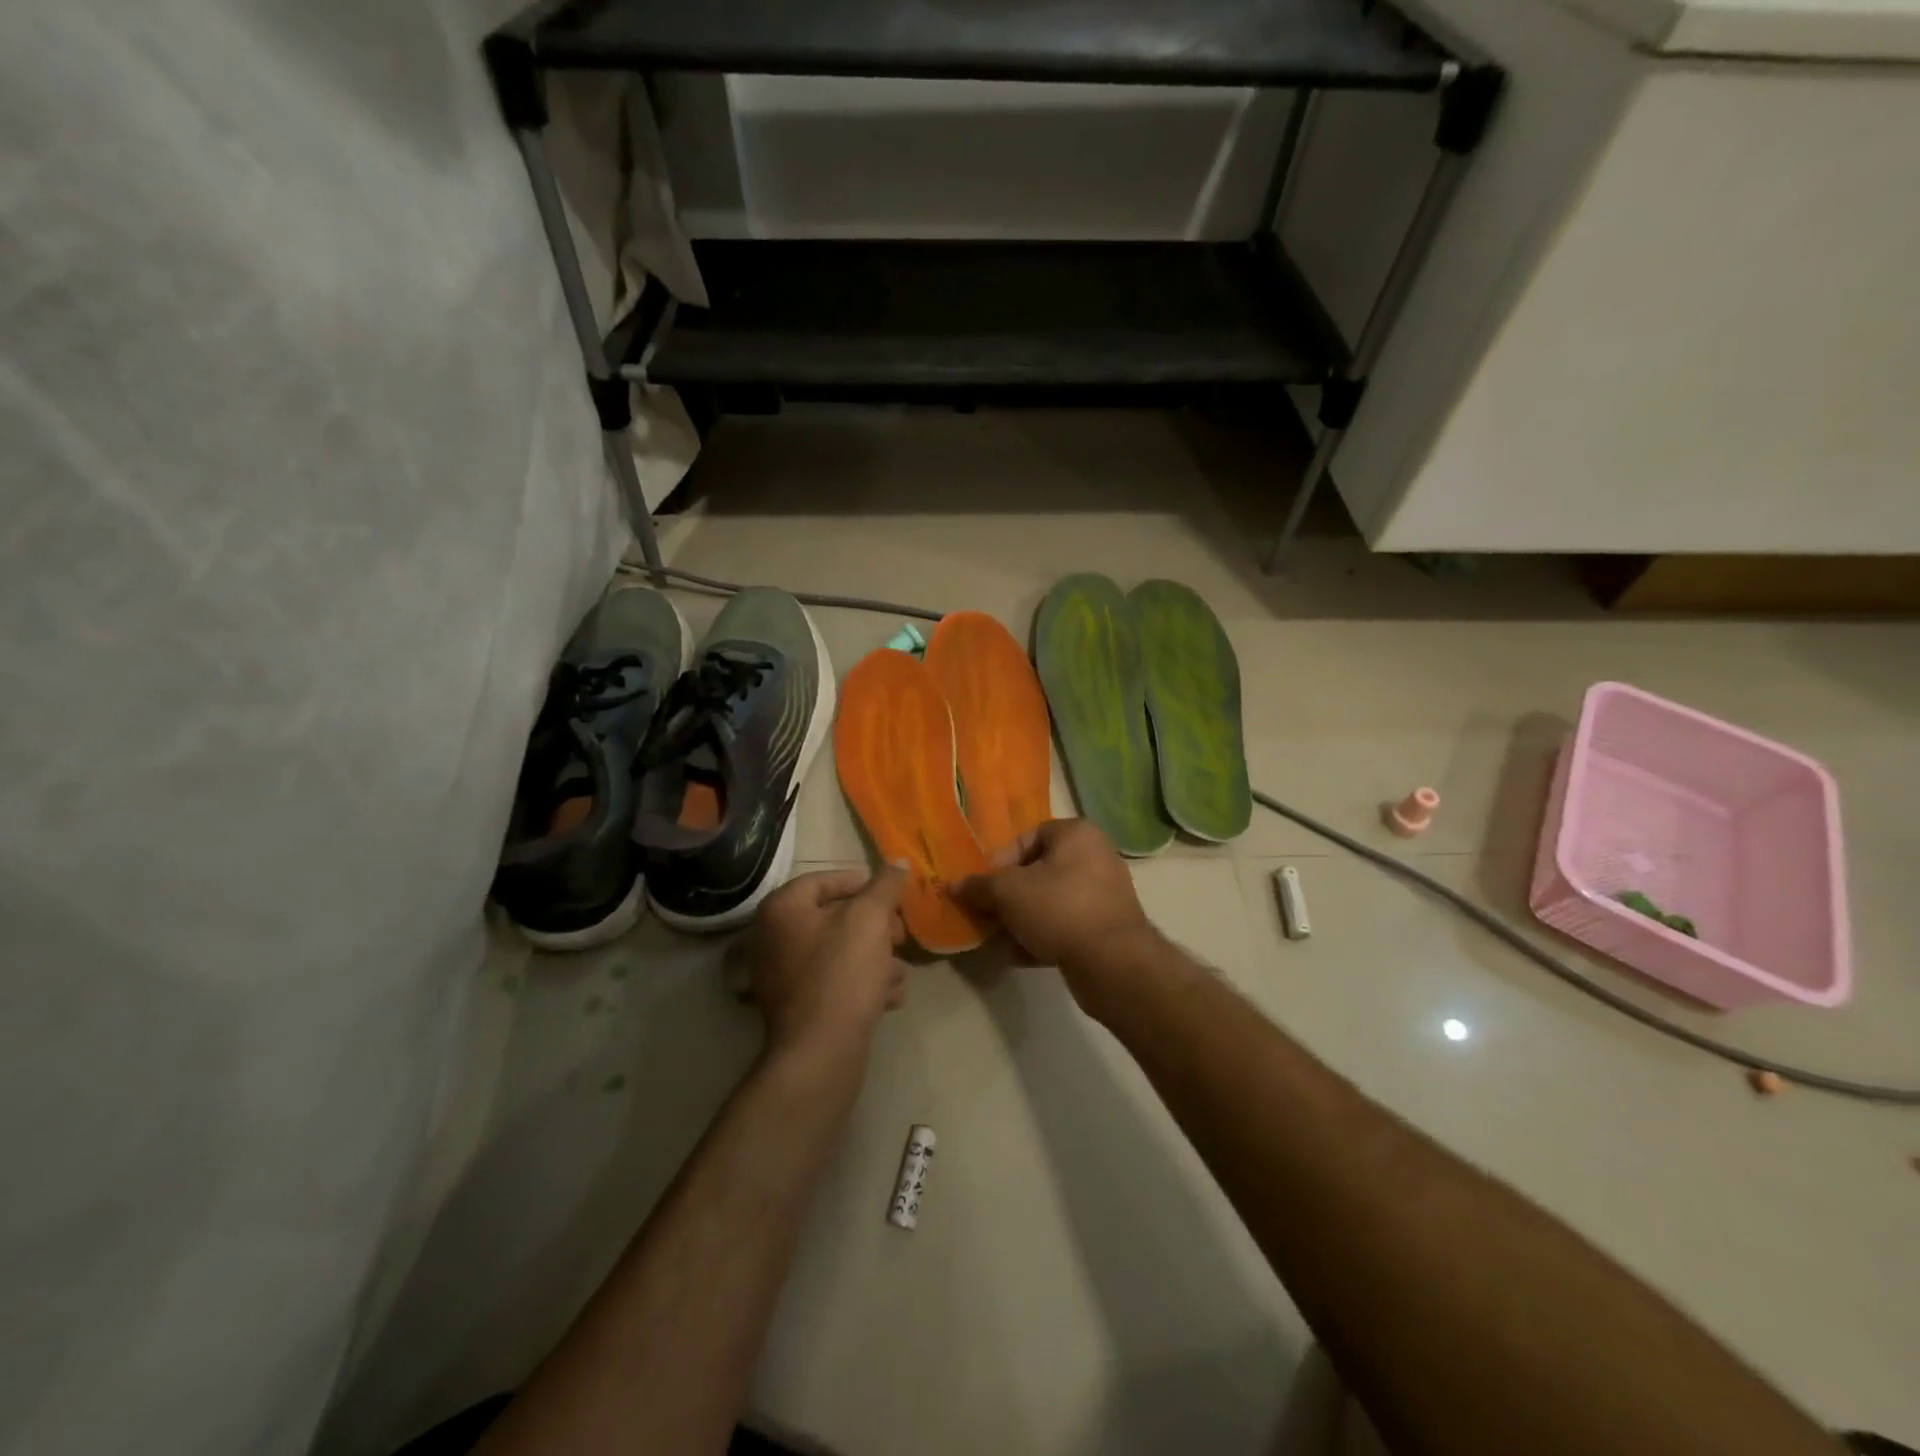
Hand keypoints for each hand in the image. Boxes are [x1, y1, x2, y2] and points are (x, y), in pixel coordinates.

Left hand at [743, 864, 910, 1061]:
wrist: (820, 1053)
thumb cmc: (842, 973)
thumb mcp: (870, 919)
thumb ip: (886, 886)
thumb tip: (899, 862)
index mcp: (782, 910)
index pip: (823, 880)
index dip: (861, 882)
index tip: (891, 894)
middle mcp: (773, 939)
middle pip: (833, 918)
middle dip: (875, 926)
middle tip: (901, 935)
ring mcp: (781, 976)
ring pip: (838, 953)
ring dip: (875, 958)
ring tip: (901, 971)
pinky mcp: (796, 1008)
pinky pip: (833, 983)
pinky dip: (861, 984)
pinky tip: (889, 997)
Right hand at [952, 819, 1156, 998]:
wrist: (1113, 963)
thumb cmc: (1058, 909)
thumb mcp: (1007, 892)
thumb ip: (978, 886)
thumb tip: (954, 885)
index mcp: (1077, 835)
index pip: (1028, 837)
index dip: (1001, 860)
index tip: (984, 886)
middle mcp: (1096, 857)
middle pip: (1039, 871)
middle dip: (1009, 895)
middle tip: (988, 915)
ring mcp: (1105, 894)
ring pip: (1051, 901)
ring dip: (1023, 919)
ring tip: (1001, 939)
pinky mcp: (1107, 928)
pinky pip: (1066, 925)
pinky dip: (1043, 937)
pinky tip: (1020, 956)